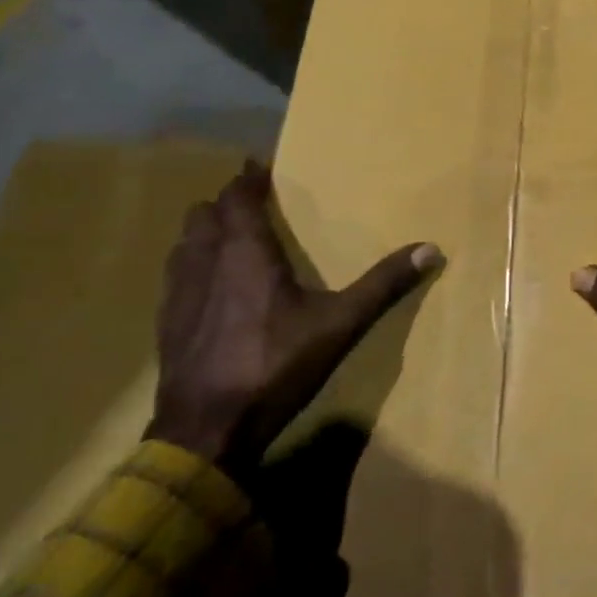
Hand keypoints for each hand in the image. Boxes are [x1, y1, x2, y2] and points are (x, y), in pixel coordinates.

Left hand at [149, 159, 441, 476]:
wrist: (207, 430)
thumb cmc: (275, 366)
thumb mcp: (340, 324)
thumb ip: (382, 285)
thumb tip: (430, 249)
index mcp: (245, 253)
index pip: (238, 197)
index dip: (247, 179)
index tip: (260, 167)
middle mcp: (204, 263)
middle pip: (205, 214)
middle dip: (227, 204)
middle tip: (253, 205)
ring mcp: (178, 294)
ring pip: (185, 244)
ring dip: (206, 233)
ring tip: (231, 240)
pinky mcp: (167, 324)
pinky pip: (176, 276)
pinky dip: (192, 266)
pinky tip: (211, 290)